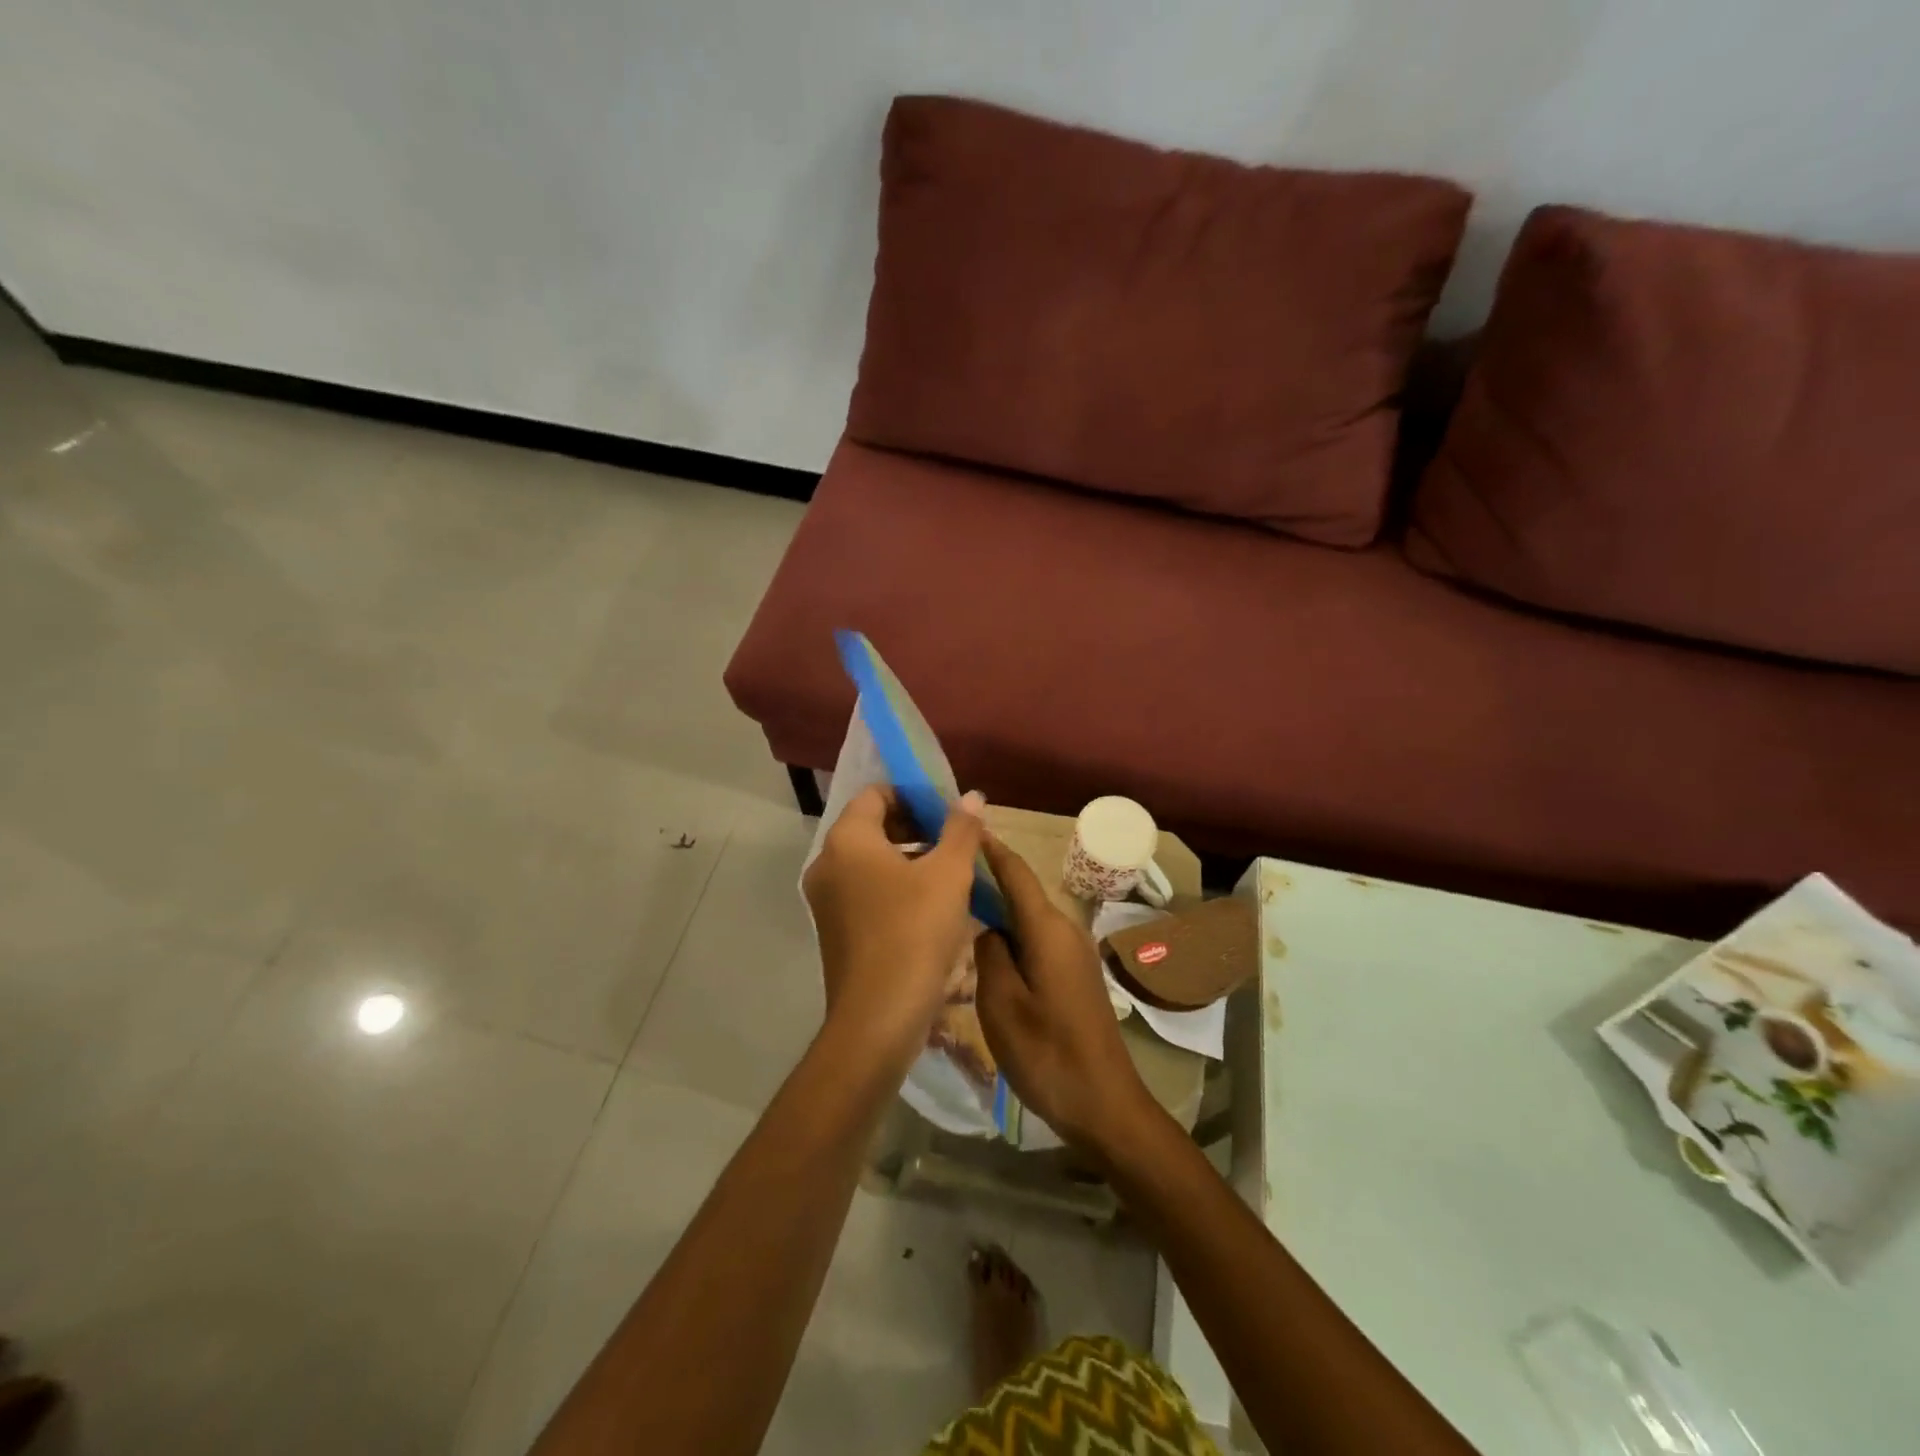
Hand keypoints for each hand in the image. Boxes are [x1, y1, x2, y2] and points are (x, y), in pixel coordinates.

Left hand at [802, 786, 985, 1065]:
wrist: (877, 1018)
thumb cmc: (914, 933)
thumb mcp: (949, 875)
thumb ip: (961, 829)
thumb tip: (971, 797)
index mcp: (847, 840)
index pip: (876, 795)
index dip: (914, 796)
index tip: (948, 811)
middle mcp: (827, 863)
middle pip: (871, 826)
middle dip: (915, 826)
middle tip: (954, 840)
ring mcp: (825, 899)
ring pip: (869, 861)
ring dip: (907, 857)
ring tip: (948, 871)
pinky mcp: (833, 928)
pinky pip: (864, 890)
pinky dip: (893, 885)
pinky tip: (929, 904)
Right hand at [974, 834, 1156, 1155]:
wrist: (1105, 1104)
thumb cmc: (1047, 1054)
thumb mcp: (1001, 1004)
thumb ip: (988, 953)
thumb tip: (987, 928)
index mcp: (1047, 929)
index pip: (1015, 873)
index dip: (990, 848)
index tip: (963, 827)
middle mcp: (1065, 930)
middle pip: (1021, 893)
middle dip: (986, 880)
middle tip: (944, 878)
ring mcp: (1074, 953)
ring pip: (1027, 920)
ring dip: (997, 912)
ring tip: (956, 912)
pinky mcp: (1075, 975)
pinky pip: (1037, 941)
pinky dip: (1011, 936)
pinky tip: (987, 954)